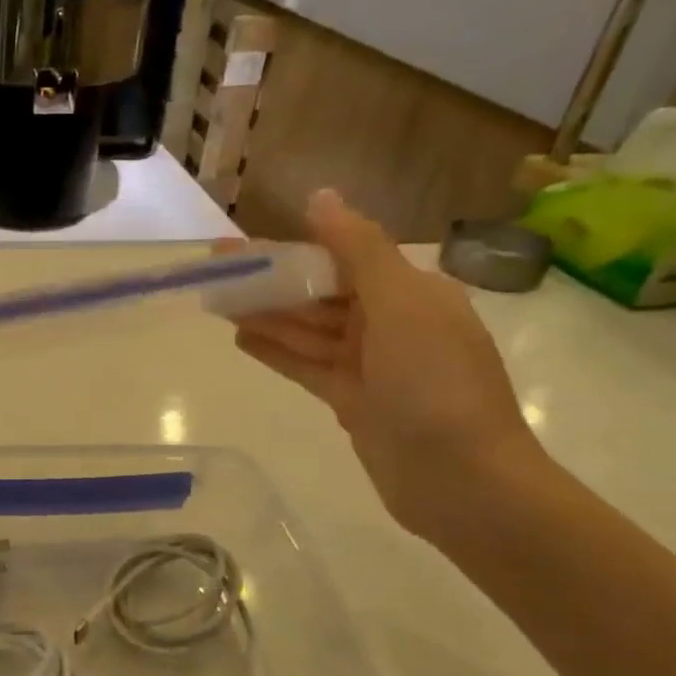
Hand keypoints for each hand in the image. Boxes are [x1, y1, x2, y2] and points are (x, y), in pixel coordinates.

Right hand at [228, 190, 545, 539]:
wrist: (461, 479)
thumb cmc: (434, 382)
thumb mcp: (401, 304)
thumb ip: (358, 249)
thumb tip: (321, 196)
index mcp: (410, 292)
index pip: (340, 258)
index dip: (289, 249)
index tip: (242, 244)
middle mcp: (390, 323)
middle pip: (318, 294)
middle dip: (269, 282)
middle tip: (215, 270)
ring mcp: (370, 365)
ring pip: (307, 330)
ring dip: (265, 315)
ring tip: (216, 301)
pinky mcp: (352, 400)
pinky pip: (306, 366)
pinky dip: (276, 352)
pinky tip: (241, 339)